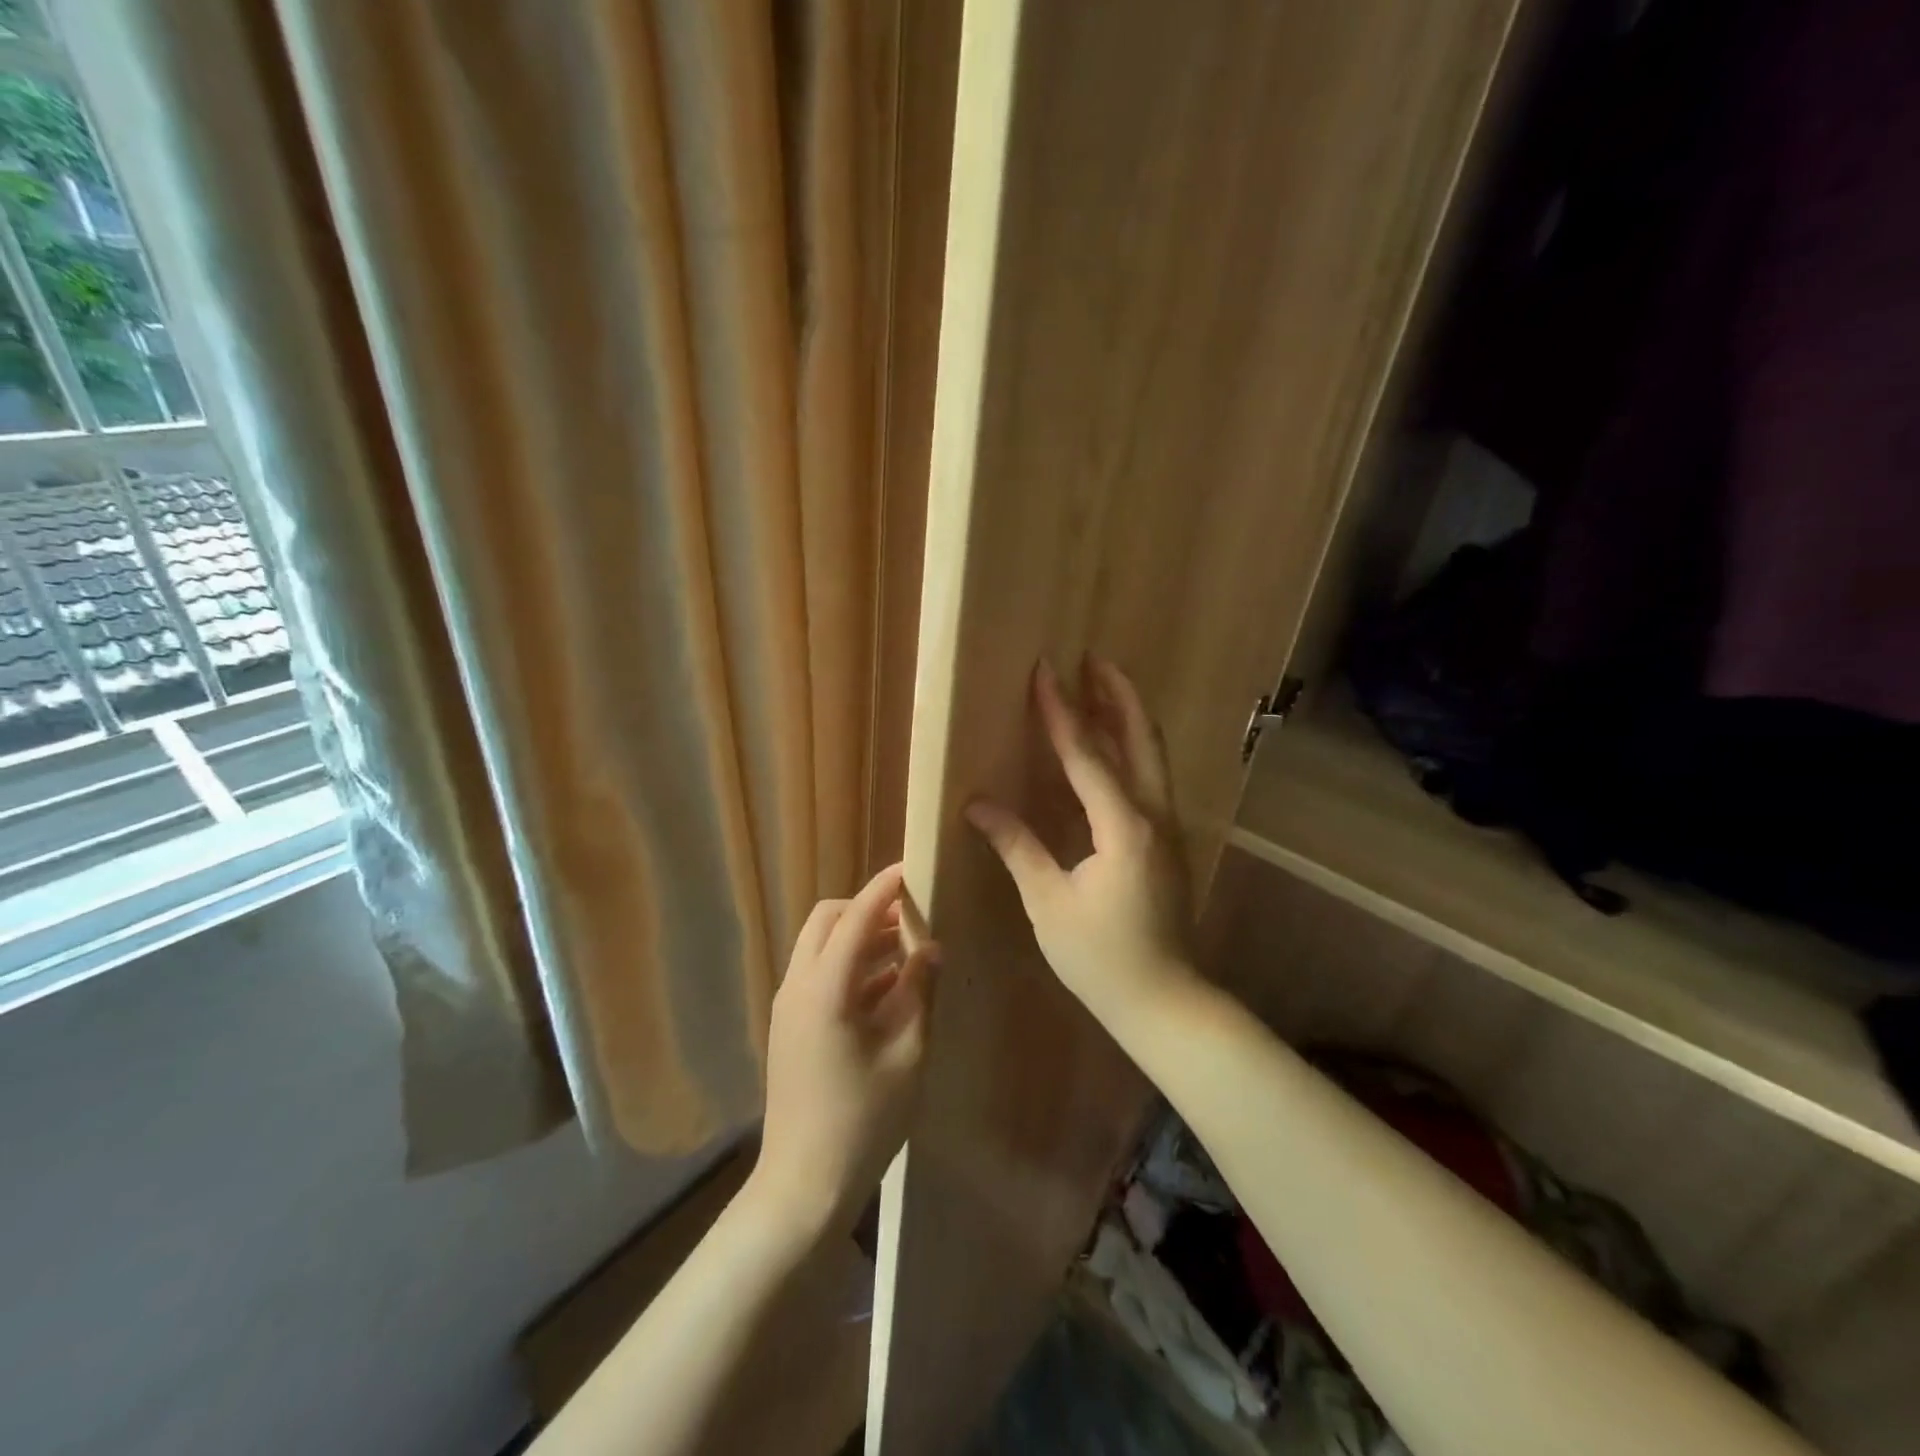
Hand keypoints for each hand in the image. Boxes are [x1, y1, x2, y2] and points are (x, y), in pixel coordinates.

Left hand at [752, 863, 937, 1236]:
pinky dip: (849, 966)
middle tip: (910, 916)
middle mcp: (798, 986)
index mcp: (825, 988)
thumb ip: (919, 991)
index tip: (911, 868)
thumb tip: (930, 947)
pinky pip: (819, 975)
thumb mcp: (907, 1053)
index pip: (855, 917)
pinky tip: (887, 987)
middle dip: (866, 909)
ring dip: (859, 938)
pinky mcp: (790, 1026)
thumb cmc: (863, 1120)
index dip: (883, 889)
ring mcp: (788, 1007)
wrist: (803, 1186)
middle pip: (827, 921)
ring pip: (820, 947)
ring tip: (906, 948)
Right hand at [966, 656, 1200, 1028]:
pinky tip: (1110, 750)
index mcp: (1123, 826)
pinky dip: (1130, 750)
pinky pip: (1149, 779)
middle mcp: (1154, 816)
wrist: (1165, 1002)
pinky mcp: (1167, 843)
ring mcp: (1168, 829)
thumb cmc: (1100, 957)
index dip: (1062, 712)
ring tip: (1102, 688)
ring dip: (1127, 718)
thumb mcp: (1049, 902)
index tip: (1045, 671)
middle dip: (1117, 695)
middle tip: (1093, 658)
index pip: (1087, 755)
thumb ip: (1017, 846)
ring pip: (1151, 756)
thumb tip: (978, 804)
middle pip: (1140, 739)